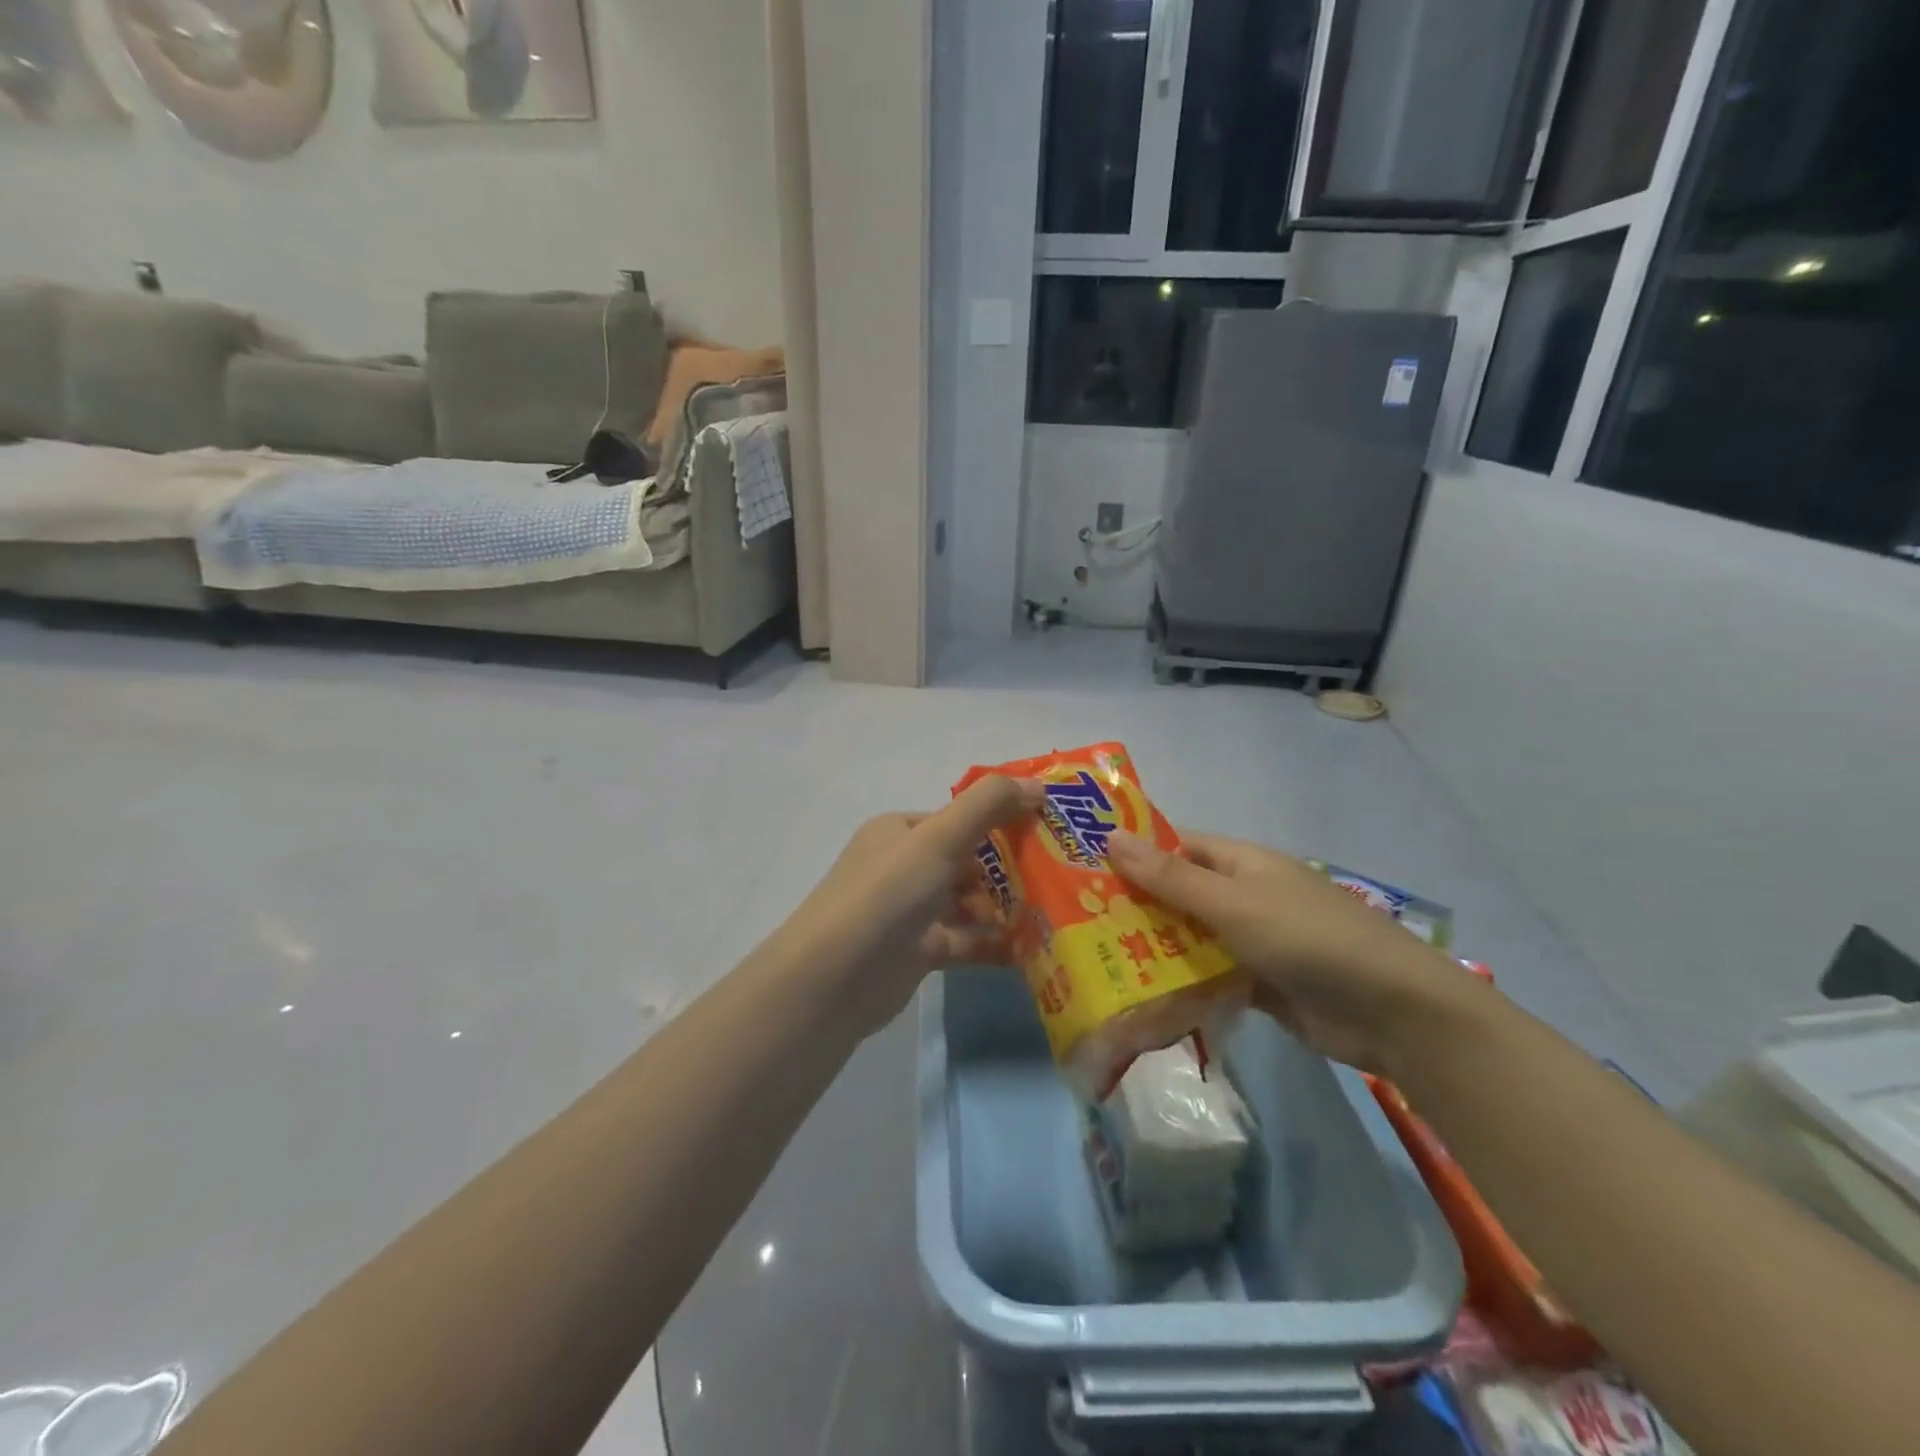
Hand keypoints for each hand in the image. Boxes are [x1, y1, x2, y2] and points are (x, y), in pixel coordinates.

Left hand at [777, 775, 1042, 1034]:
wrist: (832, 981)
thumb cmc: (886, 896)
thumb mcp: (938, 840)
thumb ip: (987, 807)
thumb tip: (1038, 784)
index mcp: (902, 830)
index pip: (961, 817)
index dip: (1004, 819)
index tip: (1053, 830)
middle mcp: (904, 865)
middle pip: (969, 859)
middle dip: (1012, 867)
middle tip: (1063, 876)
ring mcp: (911, 910)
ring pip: (970, 901)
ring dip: (1006, 907)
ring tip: (1055, 914)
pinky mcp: (919, 950)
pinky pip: (966, 940)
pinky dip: (994, 943)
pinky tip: (1032, 949)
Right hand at [1104, 830, 1478, 1074]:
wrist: (1392, 1012)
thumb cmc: (1307, 938)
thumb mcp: (1233, 903)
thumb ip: (1171, 876)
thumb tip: (1111, 836)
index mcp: (1241, 863)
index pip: (1176, 847)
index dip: (1134, 852)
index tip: (1084, 868)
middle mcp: (1243, 895)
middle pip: (1179, 893)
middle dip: (1135, 906)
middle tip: (1077, 922)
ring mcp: (1252, 940)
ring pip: (1191, 937)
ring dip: (1154, 948)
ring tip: (1096, 960)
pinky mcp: (1259, 983)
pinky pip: (1209, 975)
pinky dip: (1181, 983)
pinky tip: (1140, 996)